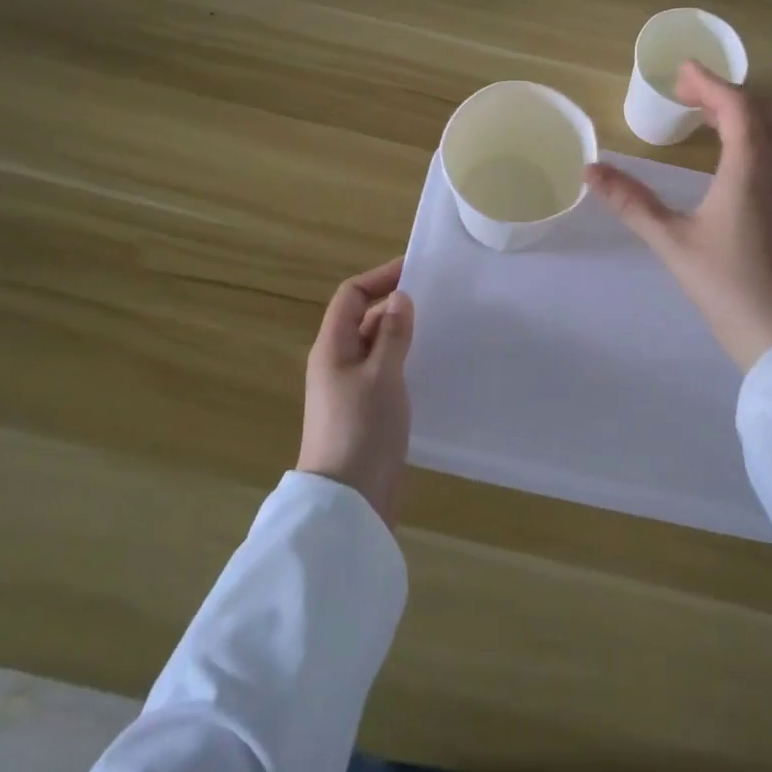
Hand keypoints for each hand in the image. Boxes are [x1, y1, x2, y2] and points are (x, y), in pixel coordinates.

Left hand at [297, 257, 413, 527]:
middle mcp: (336, 363)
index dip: (379, 278)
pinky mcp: (364, 412)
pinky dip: (403, 362)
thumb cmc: (362, 429)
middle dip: (394, 306)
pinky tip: (430, 367)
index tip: (415, 270)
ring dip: (401, 335)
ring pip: (376, 347)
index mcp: (332, 347)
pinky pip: (383, 373)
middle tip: (437, 301)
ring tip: (439, 330)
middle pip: (363, 320)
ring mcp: (349, 389)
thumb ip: (392, 334)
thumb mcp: (382, 375)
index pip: (350, 296)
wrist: (347, 501)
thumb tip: (400, 298)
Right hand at [586, 64, 771, 370]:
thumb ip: (632, 203)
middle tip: (689, 93)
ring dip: (747, 112)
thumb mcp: (672, 243)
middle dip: (728, 92)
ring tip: (710, 115)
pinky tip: (734, 155)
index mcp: (750, 172)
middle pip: (764, 112)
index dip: (711, 83)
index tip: (682, 70)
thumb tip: (591, 170)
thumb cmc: (727, 287)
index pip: (737, 108)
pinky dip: (758, 135)